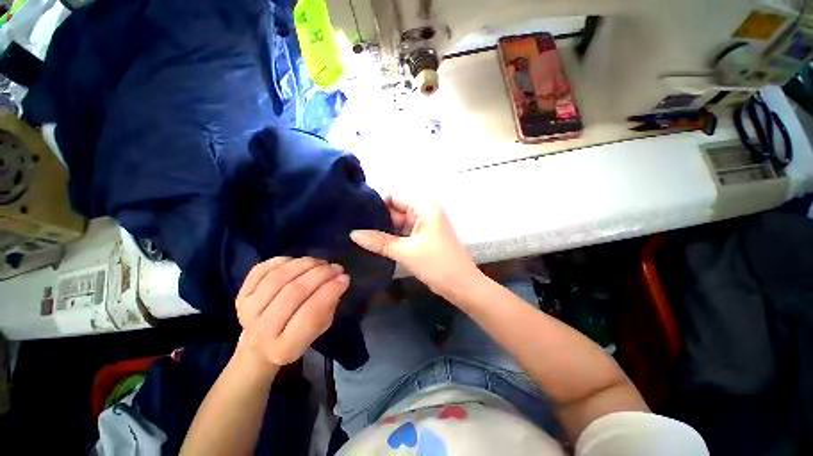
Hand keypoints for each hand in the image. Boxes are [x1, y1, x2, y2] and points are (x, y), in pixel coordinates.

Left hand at [235, 257, 349, 367]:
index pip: (310, 313)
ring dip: (304, 264)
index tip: (345, 277)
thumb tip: (340, 280)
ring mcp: (247, 311)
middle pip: (293, 292)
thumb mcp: (320, 329)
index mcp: (285, 347)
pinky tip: (298, 262)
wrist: (259, 345)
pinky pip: (261, 270)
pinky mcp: (240, 296)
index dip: (329, 291)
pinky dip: (283, 261)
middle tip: (336, 267)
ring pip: (278, 278)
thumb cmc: (297, 337)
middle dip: (320, 274)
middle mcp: (262, 331)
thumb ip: (329, 306)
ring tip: (320, 262)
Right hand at [350, 196, 481, 298]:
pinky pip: (404, 234)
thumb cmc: (437, 264)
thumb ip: (379, 241)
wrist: (462, 286)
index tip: (354, 212)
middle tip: (350, 224)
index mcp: (424, 207)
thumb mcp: (406, 251)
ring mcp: (424, 226)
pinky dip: (391, 238)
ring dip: (382, 229)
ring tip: (357, 233)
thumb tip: (352, 234)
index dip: (375, 204)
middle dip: (376, 218)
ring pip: (398, 224)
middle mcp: (424, 212)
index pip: (393, 198)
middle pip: (395, 211)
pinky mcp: (423, 239)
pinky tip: (373, 243)